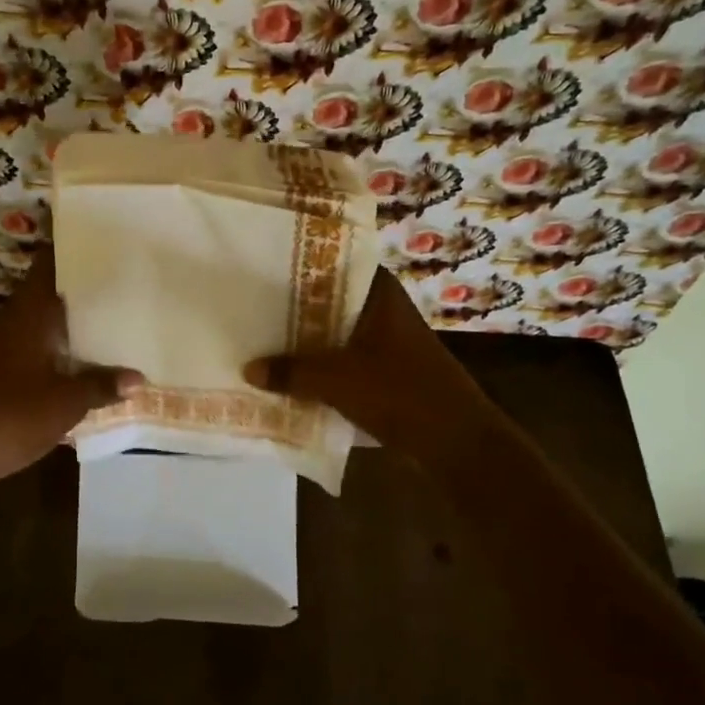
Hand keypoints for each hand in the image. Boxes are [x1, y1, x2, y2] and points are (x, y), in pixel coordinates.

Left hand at [0, 249, 141, 494]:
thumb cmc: (10, 417)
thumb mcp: (66, 403)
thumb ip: (102, 386)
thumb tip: (138, 378)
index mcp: (28, 315)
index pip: (48, 265)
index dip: (71, 249)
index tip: (103, 240)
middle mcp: (11, 321)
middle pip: (46, 291)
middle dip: (79, 287)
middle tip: (120, 282)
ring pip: (39, 320)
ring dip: (67, 319)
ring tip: (109, 318)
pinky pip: (32, 345)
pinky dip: (55, 345)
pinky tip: (78, 361)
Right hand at [243, 267, 490, 463]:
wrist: (456, 441)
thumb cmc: (400, 393)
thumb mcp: (337, 381)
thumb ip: (291, 372)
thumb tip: (248, 369)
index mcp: (380, 294)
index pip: (336, 262)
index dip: (301, 263)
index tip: (264, 268)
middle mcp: (385, 309)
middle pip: (332, 299)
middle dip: (296, 306)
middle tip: (253, 304)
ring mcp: (388, 340)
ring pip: (337, 331)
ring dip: (308, 338)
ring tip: (263, 337)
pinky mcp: (387, 369)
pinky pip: (345, 357)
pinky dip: (322, 363)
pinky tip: (292, 372)